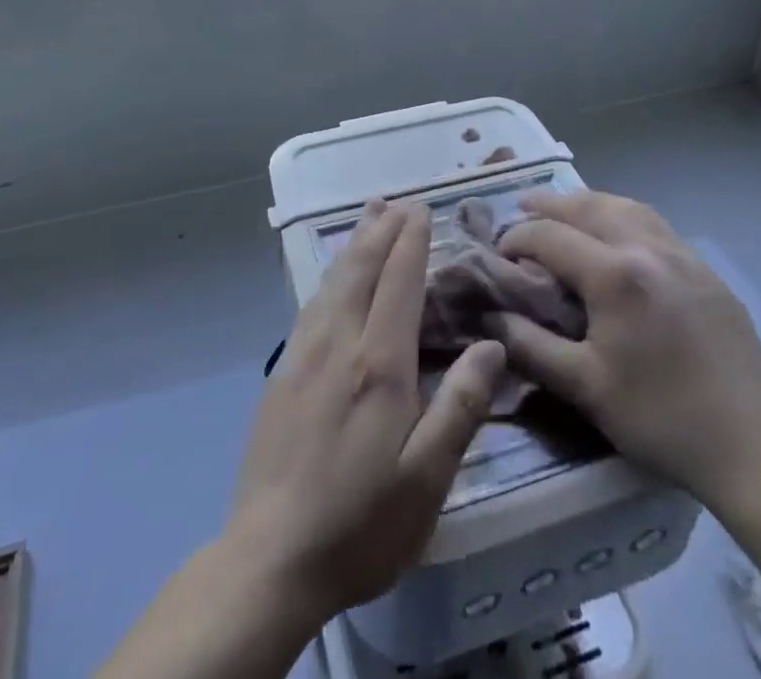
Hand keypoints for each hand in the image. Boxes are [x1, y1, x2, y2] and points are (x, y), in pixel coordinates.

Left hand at [228, 200, 506, 624]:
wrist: (268, 560)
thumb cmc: (360, 524)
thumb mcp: (426, 479)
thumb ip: (460, 407)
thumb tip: (491, 345)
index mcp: (377, 364)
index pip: (398, 282)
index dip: (410, 241)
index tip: (421, 209)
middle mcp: (338, 344)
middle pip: (361, 269)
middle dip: (381, 230)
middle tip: (397, 201)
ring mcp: (304, 356)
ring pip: (332, 281)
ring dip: (353, 244)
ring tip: (367, 217)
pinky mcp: (282, 374)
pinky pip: (312, 303)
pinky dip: (330, 274)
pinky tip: (333, 277)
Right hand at [493, 191, 760, 513]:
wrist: (754, 449)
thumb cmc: (660, 419)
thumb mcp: (585, 388)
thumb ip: (531, 346)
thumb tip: (490, 317)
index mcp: (614, 274)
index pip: (550, 235)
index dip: (517, 238)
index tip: (497, 254)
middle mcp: (647, 248)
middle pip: (588, 206)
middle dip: (549, 204)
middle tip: (522, 206)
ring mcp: (683, 255)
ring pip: (626, 207)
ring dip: (589, 203)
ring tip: (566, 209)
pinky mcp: (707, 272)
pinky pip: (655, 225)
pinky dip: (624, 216)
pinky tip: (619, 235)